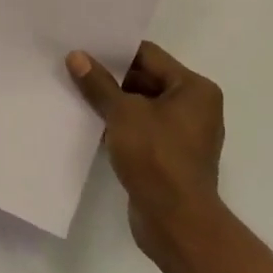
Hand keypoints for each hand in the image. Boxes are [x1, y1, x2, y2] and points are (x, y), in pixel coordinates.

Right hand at [68, 41, 225, 262]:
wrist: (176, 224)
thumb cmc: (157, 157)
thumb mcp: (122, 113)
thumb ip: (98, 83)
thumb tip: (76, 56)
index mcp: (194, 88)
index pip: (149, 55)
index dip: (115, 51)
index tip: (85, 47)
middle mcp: (195, 107)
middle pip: (146, 79)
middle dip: (112, 77)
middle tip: (76, 68)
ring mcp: (185, 135)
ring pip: (142, 106)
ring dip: (114, 103)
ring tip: (77, 92)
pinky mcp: (171, 158)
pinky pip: (143, 129)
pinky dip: (121, 126)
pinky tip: (92, 123)